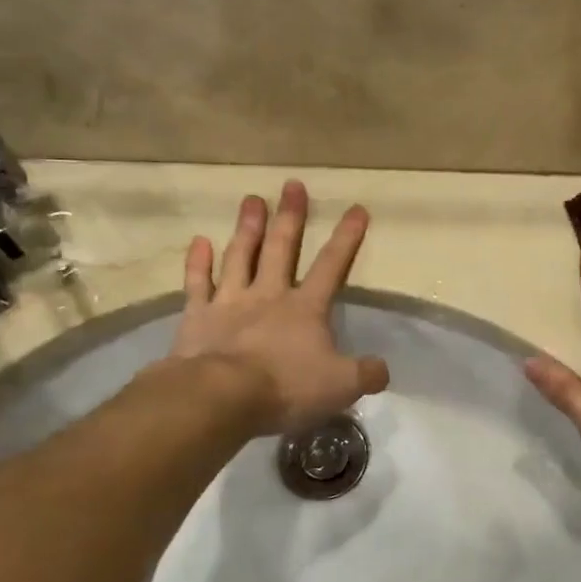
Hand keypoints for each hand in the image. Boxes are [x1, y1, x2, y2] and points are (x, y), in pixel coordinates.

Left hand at [170, 181, 388, 435]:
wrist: (222, 396)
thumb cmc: (286, 386)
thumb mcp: (341, 385)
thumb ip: (366, 374)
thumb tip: (383, 369)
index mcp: (306, 308)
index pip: (331, 266)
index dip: (346, 238)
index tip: (357, 208)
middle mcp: (269, 295)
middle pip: (282, 248)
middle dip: (291, 216)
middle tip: (292, 185)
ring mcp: (231, 302)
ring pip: (241, 256)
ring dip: (248, 228)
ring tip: (252, 199)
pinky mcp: (198, 317)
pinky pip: (198, 284)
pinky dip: (198, 263)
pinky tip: (200, 241)